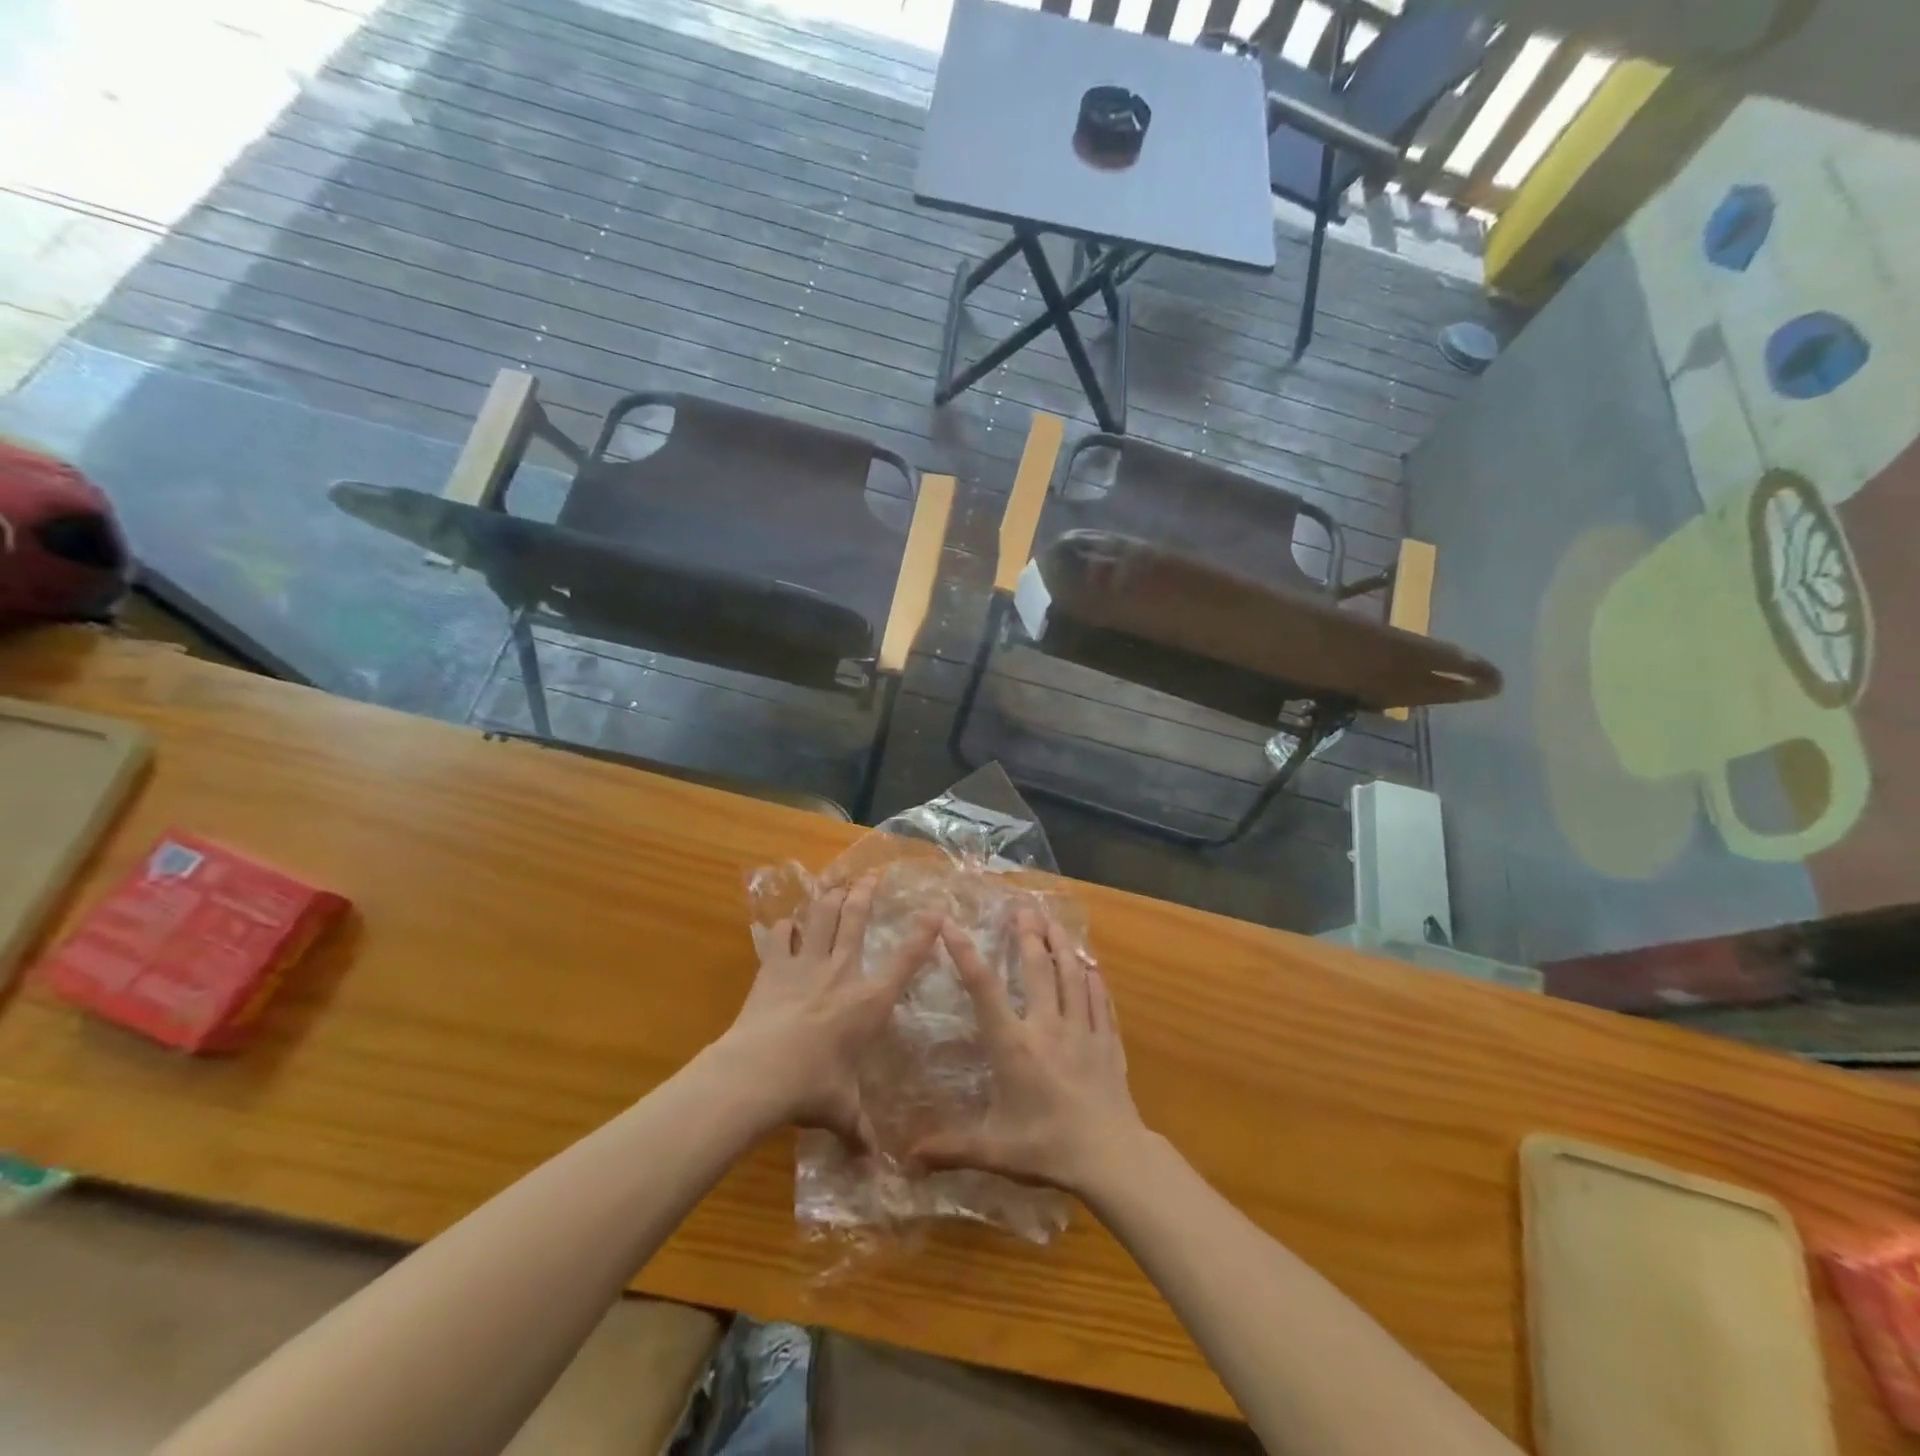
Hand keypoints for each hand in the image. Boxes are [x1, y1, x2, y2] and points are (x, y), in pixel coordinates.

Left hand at [719, 877, 938, 1148]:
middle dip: (867, 893)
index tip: (935, 911)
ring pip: (821, 916)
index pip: (905, 959)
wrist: (757, 1073)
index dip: (923, 933)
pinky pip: (779, 937)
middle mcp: (841, 971)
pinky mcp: (773, 968)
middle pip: (856, 919)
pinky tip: (784, 922)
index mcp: (868, 1000)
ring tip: (835, 882)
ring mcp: (805, 965)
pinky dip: (783, 927)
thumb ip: (860, 1131)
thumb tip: (875, 1164)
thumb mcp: (841, 1111)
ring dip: (829, 897)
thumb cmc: (811, 1088)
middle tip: (873, 875)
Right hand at [913, 907, 1147, 1194]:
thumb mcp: (993, 1150)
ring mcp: (1082, 1030)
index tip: (950, 923)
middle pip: (1036, 968)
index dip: (965, 953)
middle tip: (1021, 906)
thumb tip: (904, 1160)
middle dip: (1026, 934)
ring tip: (1053, 921)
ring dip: (1061, 945)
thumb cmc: (1047, 1150)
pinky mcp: (1107, 1042)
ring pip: (1071, 976)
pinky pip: (1100, 1000)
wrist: (1111, 1158)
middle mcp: (1047, 1027)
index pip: (984, 989)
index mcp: (1014, 1046)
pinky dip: (1093, 979)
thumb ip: (950, 1148)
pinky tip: (1091, 966)